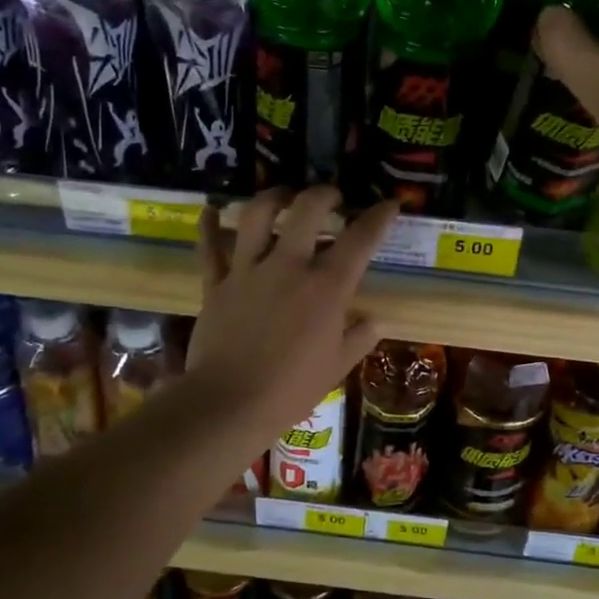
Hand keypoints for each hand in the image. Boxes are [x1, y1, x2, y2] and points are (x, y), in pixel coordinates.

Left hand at [189, 187, 397, 434]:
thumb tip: (376, 321)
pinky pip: (209, 248)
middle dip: (324, 194)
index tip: (390, 204)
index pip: (360, 240)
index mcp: (326, 288)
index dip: (379, 217)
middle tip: (331, 197)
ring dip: (272, 197)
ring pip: (256, 216)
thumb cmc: (292, 389)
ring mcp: (248, 272)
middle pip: (307, 210)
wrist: (230, 403)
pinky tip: (210, 210)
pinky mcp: (216, 284)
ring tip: (283, 195)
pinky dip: (208, 226)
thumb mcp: (337, 367)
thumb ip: (359, 338)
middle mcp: (288, 267)